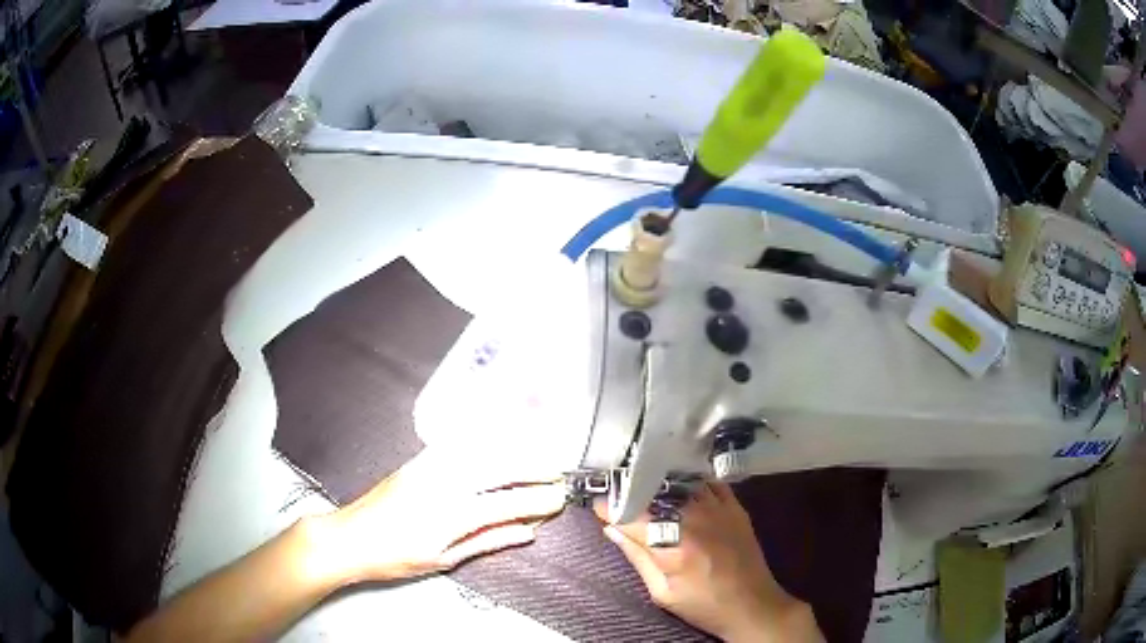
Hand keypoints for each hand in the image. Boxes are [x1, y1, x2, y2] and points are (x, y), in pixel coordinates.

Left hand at [309, 448, 566, 584]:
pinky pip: (459, 444)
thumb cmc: (394, 557)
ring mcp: (429, 466)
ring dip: (513, 450)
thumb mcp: (443, 559)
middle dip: (533, 468)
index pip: (506, 503)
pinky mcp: (419, 460)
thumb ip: (487, 541)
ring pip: (481, 450)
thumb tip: (526, 532)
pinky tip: (498, 441)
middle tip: (556, 474)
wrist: (350, 537)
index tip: (558, 500)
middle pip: (499, 468)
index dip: (537, 501)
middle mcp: (443, 483)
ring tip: (536, 455)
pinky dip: (484, 441)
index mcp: (450, 514)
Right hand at [594, 483, 821, 641]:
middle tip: (617, 495)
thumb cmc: (703, 605)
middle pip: (655, 494)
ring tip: (644, 489)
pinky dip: (690, 482)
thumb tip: (611, 529)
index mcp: (673, 546)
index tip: (598, 507)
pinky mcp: (735, 507)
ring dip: (659, 485)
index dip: (610, 509)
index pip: (632, 517)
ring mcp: (719, 509)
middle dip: (632, 492)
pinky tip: (679, 487)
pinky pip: (709, 482)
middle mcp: (696, 520)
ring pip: (681, 484)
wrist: (752, 604)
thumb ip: (637, 558)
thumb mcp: (661, 592)